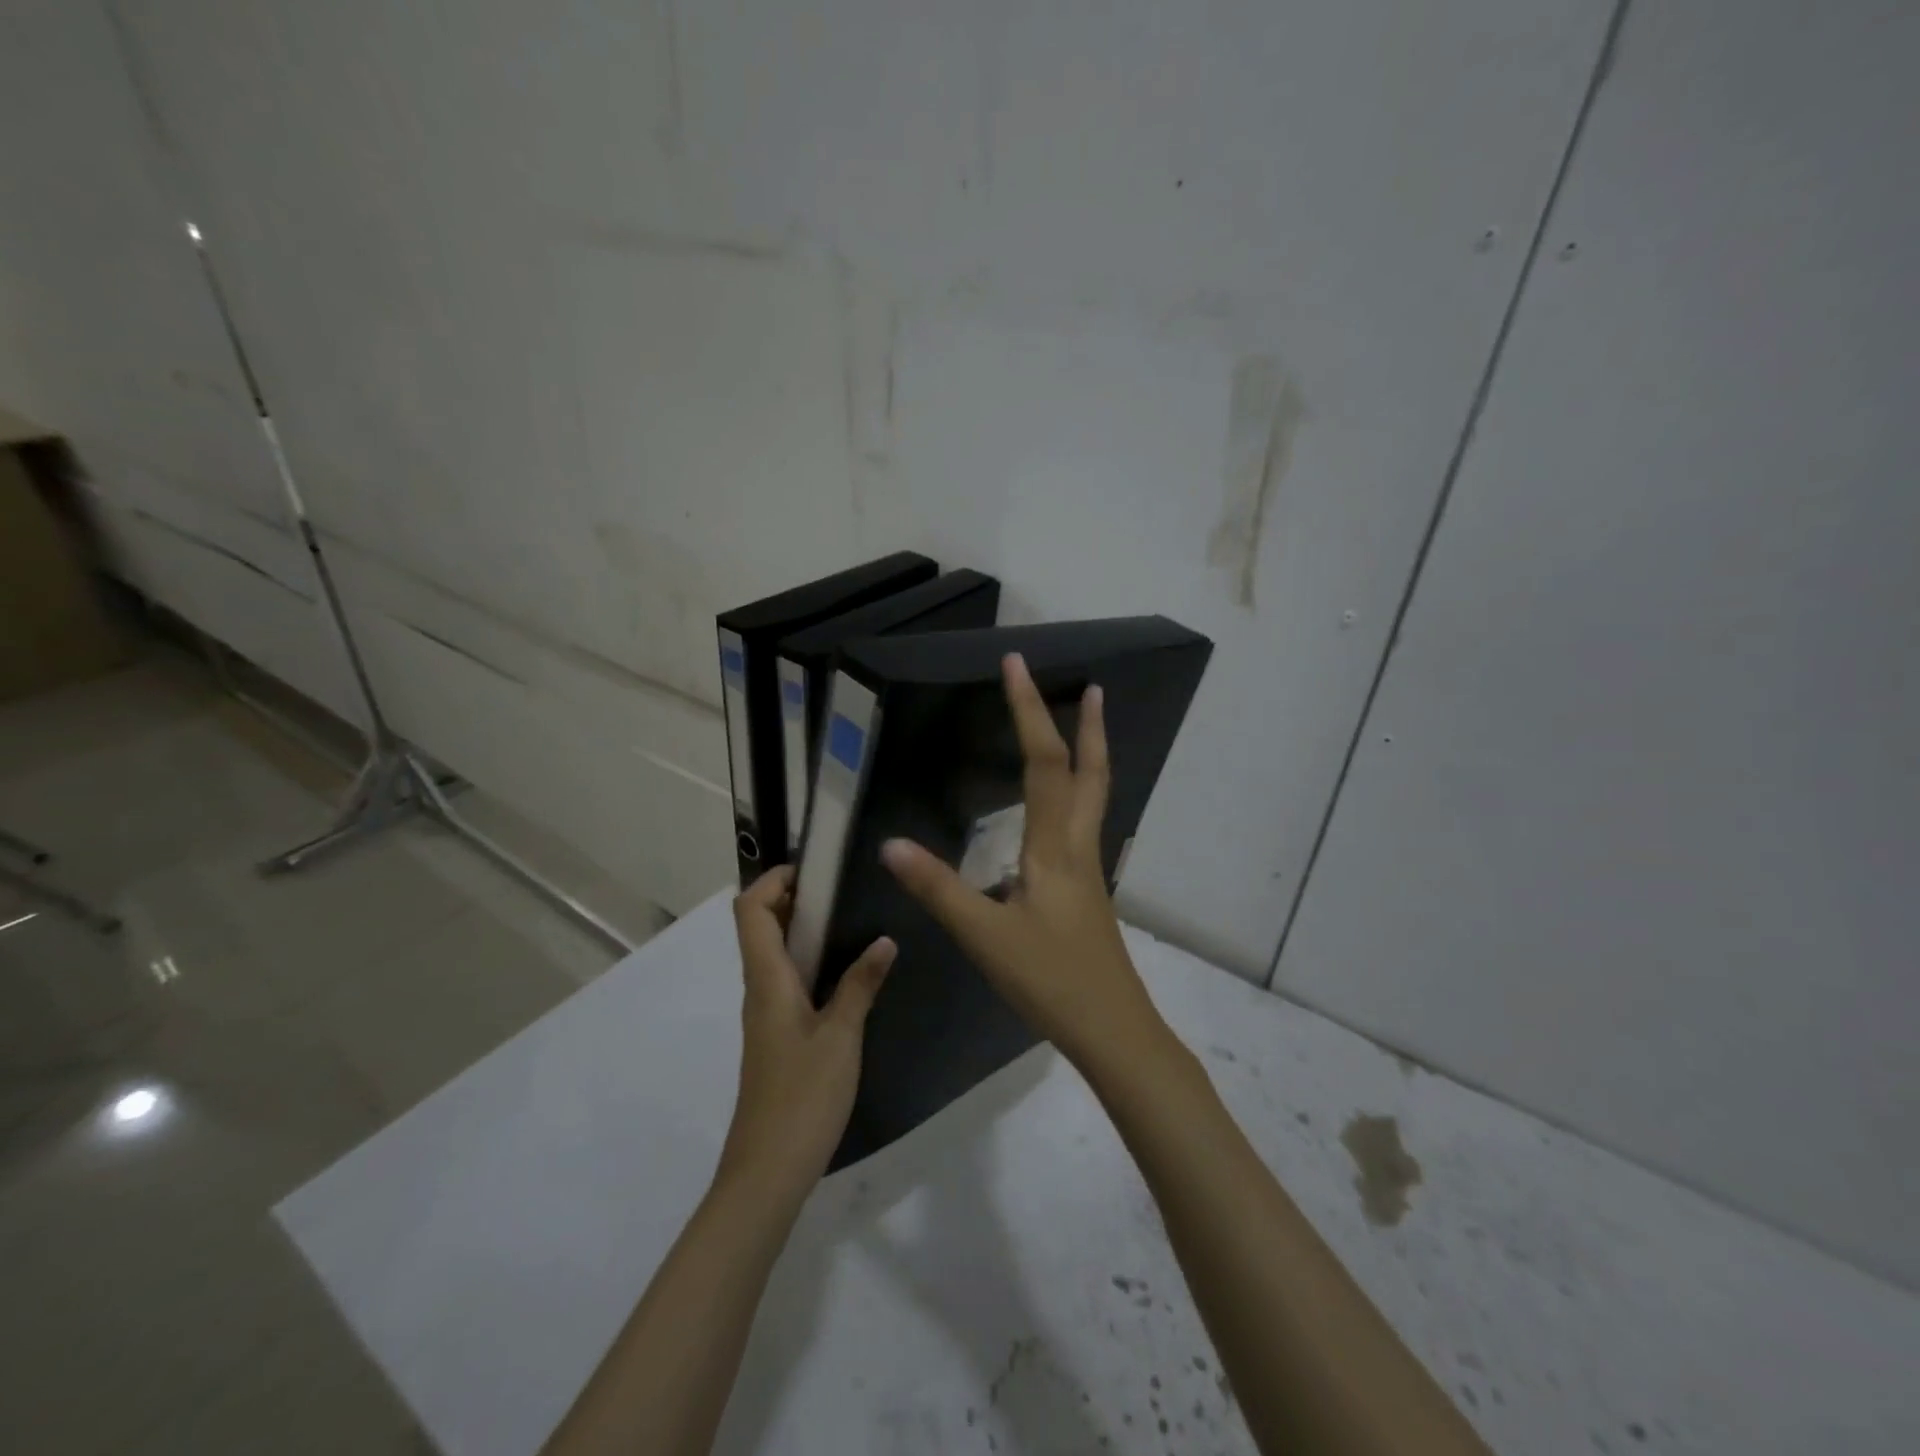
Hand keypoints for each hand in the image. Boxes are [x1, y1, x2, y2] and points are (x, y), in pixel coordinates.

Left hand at [720, 867, 895, 1196]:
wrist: (767, 1172)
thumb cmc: (802, 1097)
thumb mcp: (841, 1036)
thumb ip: (861, 985)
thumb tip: (885, 940)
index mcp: (767, 980)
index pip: (750, 910)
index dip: (773, 879)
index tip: (814, 868)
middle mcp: (759, 989)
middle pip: (759, 926)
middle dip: (793, 898)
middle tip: (843, 889)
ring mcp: (766, 1014)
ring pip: (773, 954)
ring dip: (803, 929)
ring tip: (853, 919)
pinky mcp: (777, 1036)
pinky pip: (786, 980)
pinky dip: (809, 961)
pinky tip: (847, 972)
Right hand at [880, 653, 1167, 1073]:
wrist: (1112, 1029)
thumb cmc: (1051, 980)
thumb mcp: (985, 936)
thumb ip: (938, 890)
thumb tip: (890, 844)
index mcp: (1054, 847)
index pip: (1043, 763)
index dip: (1029, 710)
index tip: (1016, 665)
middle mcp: (1078, 847)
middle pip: (1090, 773)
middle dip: (1089, 726)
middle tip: (1091, 687)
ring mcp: (1088, 869)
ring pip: (1094, 797)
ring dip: (1089, 756)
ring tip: (1081, 729)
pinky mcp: (1086, 891)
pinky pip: (1084, 824)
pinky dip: (1078, 794)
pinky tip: (1058, 813)